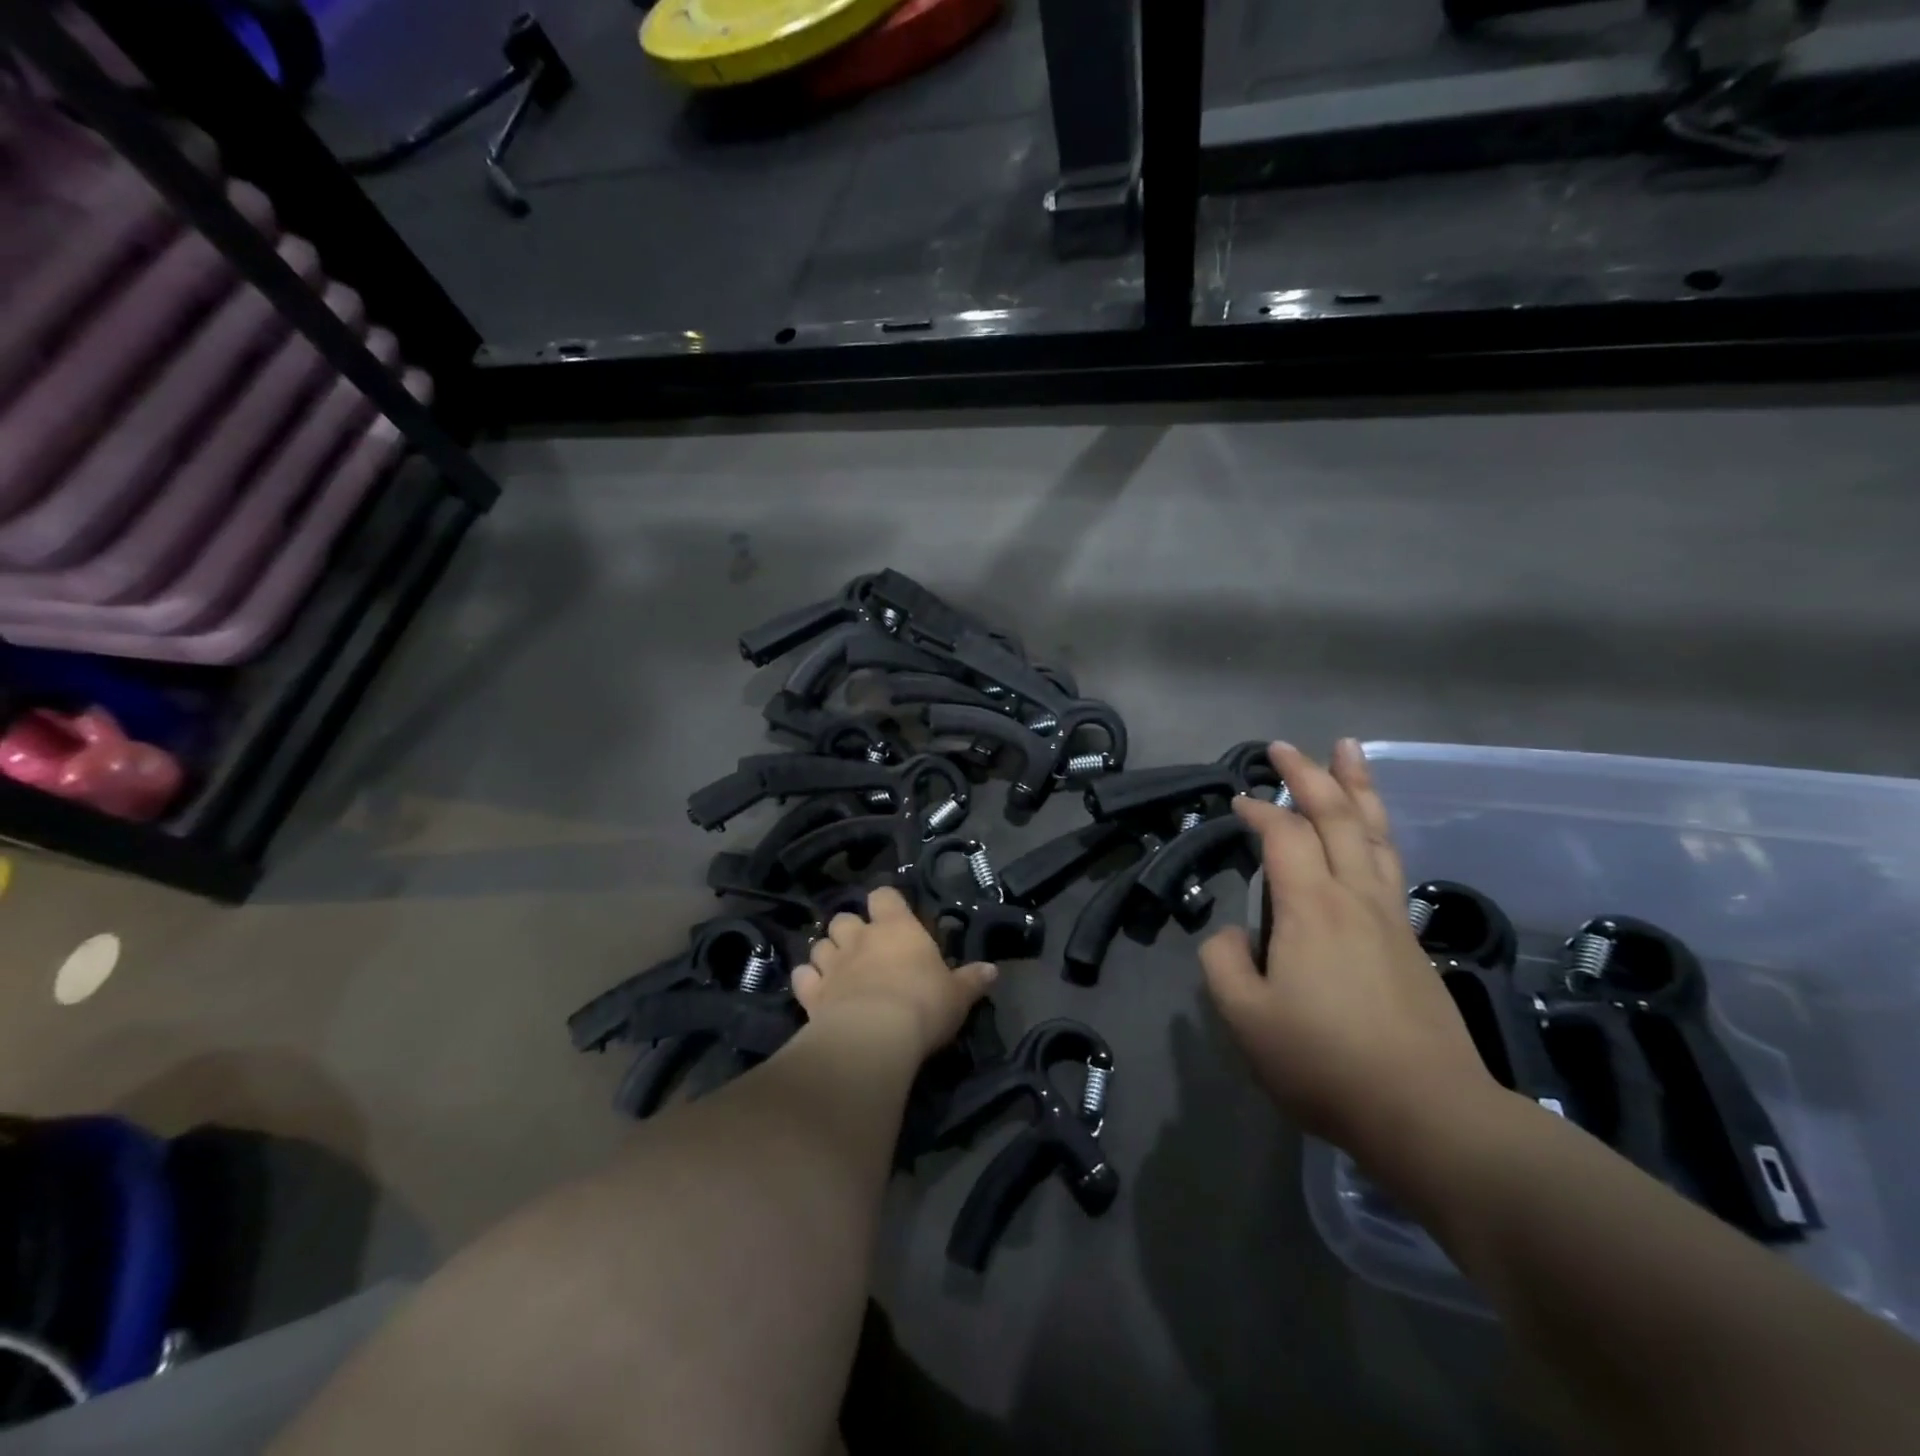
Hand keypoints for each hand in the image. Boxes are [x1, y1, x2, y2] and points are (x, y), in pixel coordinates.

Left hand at [793, 886, 996, 1059]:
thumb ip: (972, 980)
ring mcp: (832, 963)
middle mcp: (860, 937)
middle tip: (864, 949)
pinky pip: (802, 976)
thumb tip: (993, 970)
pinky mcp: (811, 992)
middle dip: (851, 930)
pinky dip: (807, 980)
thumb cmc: (923, 1005)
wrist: (874, 1036)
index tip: (892, 916)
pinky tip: (815, 991)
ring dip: (827, 952)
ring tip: (838, 969)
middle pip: (844, 917)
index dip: (885, 903)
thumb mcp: (958, 995)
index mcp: (897, 927)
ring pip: (819, 943)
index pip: (884, 895)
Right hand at [1199, 740, 1496, 1161]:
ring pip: (1376, 834)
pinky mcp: (1411, 943)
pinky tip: (1372, 833)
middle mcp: (1355, 898)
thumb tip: (1237, 934)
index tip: (1237, 801)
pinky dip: (1377, 831)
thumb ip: (1224, 964)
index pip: (1283, 836)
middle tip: (1286, 747)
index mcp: (1312, 908)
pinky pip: (1391, 863)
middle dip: (1310, 775)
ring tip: (1349, 752)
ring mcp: (1391, 918)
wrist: (1429, 1114)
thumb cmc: (1326, 1063)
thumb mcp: (1246, 1019)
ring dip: (1358, 788)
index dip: (1259, 811)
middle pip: (1338, 817)